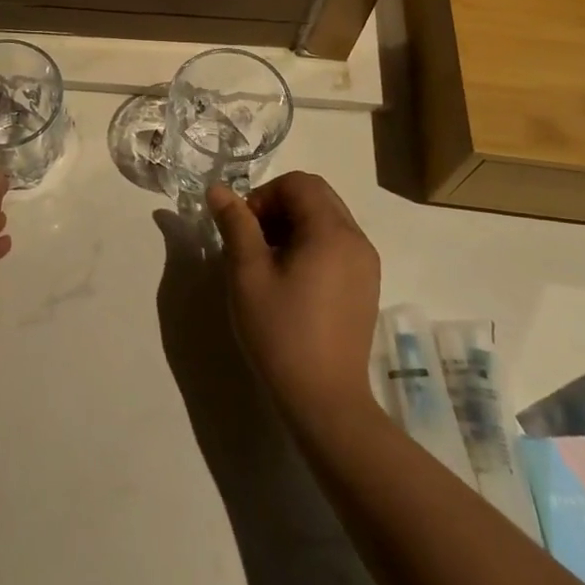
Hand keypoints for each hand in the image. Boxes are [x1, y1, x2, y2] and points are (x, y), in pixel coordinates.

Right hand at [207, 172, 380, 431]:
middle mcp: (357, 240)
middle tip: (252, 240)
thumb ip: (235, 224)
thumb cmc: (282, 333)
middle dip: (279, 206)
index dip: (265, 194)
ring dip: (293, 225)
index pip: (299, 183)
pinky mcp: (366, 286)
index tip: (244, 227)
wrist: (326, 401)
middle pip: (316, 196)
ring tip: (267, 262)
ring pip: (327, 220)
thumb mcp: (248, 274)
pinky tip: (290, 280)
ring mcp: (366, 264)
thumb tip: (218, 189)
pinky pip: (337, 245)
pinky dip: (311, 245)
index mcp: (332, 232)